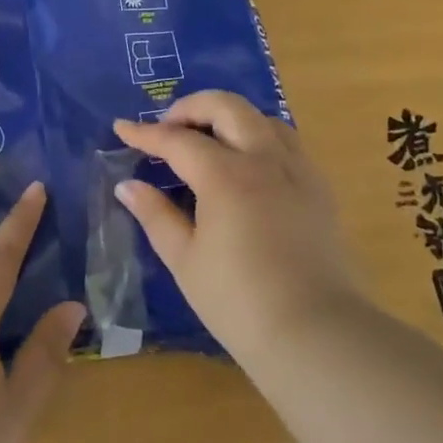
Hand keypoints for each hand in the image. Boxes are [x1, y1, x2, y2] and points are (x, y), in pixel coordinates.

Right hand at [112, 91, 358, 364]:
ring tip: (206, 140)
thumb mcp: (185, 259)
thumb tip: (128, 186)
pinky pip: (287, 143)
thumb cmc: (239, 301)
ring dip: (229, 118)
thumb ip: (155, 215)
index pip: (177, 140)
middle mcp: (265, 160)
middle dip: (191, 107)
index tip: (122, 128)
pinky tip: (246, 166)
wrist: (317, 335)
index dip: (145, 133)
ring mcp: (299, 171)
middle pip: (227, 107)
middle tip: (167, 128)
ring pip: (263, 118)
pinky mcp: (320, 189)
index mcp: (226, 176)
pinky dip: (258, 137)